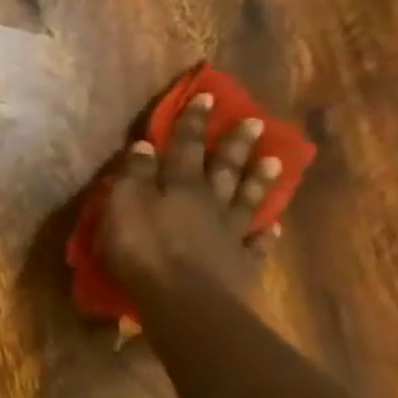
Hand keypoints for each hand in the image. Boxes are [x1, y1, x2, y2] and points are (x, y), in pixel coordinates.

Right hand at [99, 91, 282, 301]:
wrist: (183, 301)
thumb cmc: (143, 249)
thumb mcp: (123, 205)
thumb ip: (134, 175)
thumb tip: (145, 145)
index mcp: (180, 186)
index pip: (185, 146)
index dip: (193, 122)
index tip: (207, 96)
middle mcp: (210, 203)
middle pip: (224, 168)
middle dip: (234, 144)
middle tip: (254, 121)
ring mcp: (230, 233)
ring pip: (247, 199)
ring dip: (259, 180)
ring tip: (275, 161)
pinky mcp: (239, 264)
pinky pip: (256, 243)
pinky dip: (264, 232)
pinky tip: (273, 226)